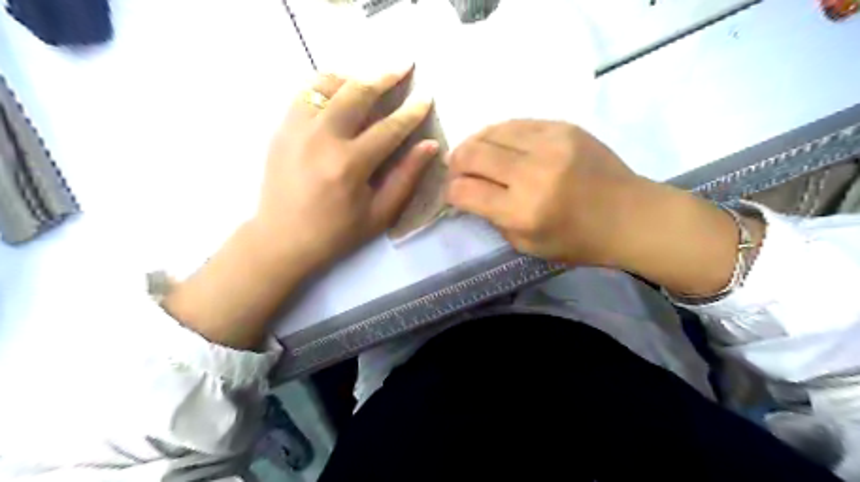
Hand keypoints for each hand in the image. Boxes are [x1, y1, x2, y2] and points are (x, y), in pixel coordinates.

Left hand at [253, 67, 433, 270]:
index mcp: (349, 165)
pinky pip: (305, 92)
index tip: (426, 96)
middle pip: (357, 93)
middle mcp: (321, 139)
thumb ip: (406, 177)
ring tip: (372, 79)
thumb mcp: (379, 214)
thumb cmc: (337, 233)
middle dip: (385, 77)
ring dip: (355, 77)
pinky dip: (326, 85)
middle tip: (404, 66)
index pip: (389, 128)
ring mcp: (296, 130)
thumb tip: (430, 145)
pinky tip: (340, 90)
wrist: (282, 240)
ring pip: (328, 85)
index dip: (412, 111)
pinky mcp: (281, 129)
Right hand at [447, 119, 640, 264]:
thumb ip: (493, 219)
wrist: (630, 215)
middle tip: (456, 168)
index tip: (452, 192)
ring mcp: (549, 144)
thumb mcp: (527, 245)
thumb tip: (470, 194)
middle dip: (456, 162)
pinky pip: (517, 122)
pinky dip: (500, 133)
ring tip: (474, 152)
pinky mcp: (564, 127)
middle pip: (472, 154)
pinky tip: (499, 143)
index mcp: (522, 211)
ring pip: (491, 131)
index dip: (450, 191)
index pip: (465, 191)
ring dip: (475, 142)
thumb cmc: (578, 240)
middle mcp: (532, 174)